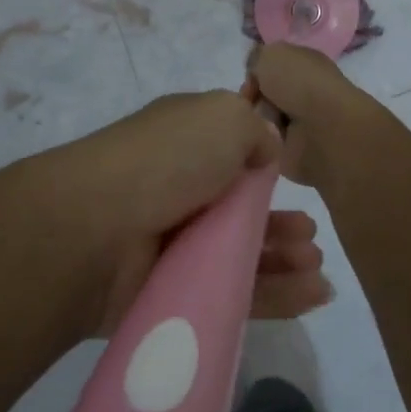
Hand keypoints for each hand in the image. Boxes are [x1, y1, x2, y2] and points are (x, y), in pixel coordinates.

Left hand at [34, 91, 333, 337]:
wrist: (95, 231)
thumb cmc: (166, 161)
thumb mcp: (222, 116)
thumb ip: (255, 128)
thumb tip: (267, 148)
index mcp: (186, 140)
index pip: (232, 149)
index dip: (267, 162)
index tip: (297, 174)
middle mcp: (180, 188)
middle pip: (241, 207)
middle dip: (281, 219)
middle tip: (311, 234)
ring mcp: (176, 242)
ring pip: (242, 253)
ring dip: (283, 256)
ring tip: (315, 264)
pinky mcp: (178, 293)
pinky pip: (237, 294)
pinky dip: (278, 295)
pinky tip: (314, 294)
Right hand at [245, 43, 389, 190]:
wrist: (323, 130)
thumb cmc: (300, 84)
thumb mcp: (272, 54)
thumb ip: (258, 57)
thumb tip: (256, 73)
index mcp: (305, 64)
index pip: (272, 67)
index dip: (256, 73)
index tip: (250, 81)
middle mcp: (305, 91)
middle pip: (263, 94)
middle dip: (253, 98)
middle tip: (250, 103)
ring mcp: (301, 123)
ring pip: (262, 118)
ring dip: (257, 121)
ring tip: (261, 124)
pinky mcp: (295, 150)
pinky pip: (267, 143)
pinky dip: (263, 142)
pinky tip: (265, 140)